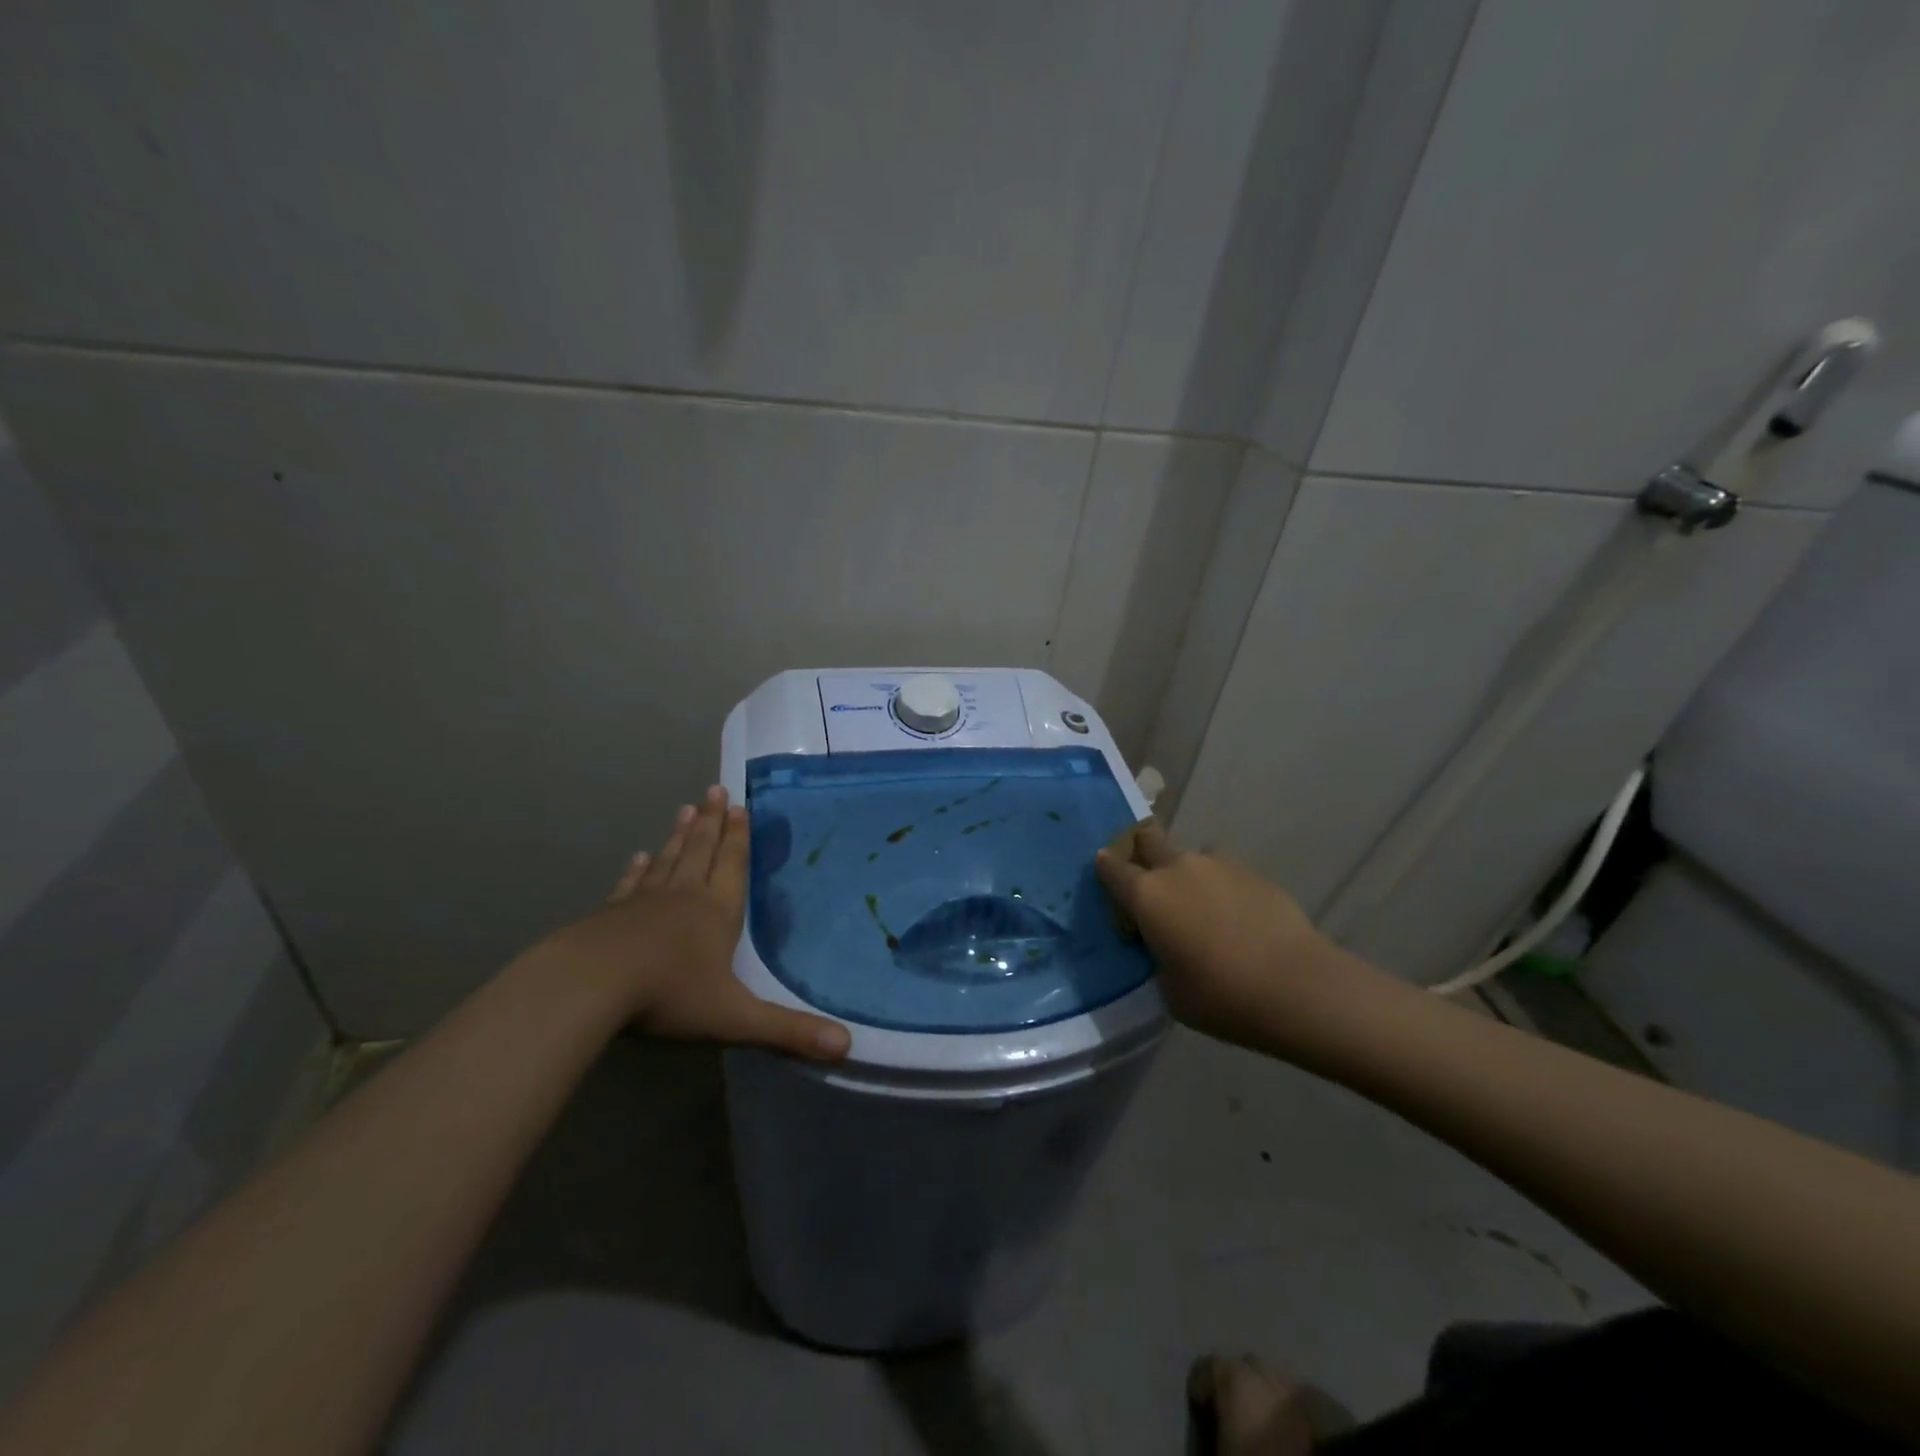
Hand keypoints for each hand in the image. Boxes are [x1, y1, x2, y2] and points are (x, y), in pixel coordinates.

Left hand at [528, 786, 851, 1061]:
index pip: (733, 866)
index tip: (740, 807)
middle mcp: (684, 897)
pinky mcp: (610, 915)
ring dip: (680, 835)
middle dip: (712, 822)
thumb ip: (788, 1031)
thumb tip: (847, 1046)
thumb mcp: (735, 1017)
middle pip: (701, 851)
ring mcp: (644, 902)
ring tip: (686, 808)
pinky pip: (631, 884)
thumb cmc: (670, 994)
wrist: (591, 986)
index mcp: (716, 913)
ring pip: (669, 860)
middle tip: (715, 789)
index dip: (739, 838)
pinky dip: (639, 869)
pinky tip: (639, 857)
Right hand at [1095, 822, 1364, 1056]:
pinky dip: (1222, 889)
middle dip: (1143, 848)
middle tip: (1150, 876)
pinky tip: (1236, 919)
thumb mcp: (1168, 988)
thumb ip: (1157, 956)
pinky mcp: (1254, 873)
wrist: (1296, 986)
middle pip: (1150, 838)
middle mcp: (1177, 869)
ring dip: (1189, 874)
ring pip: (1192, 857)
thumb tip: (1163, 944)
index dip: (1106, 867)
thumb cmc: (1219, 995)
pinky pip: (1225, 873)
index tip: (1105, 871)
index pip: (1112, 867)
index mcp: (1147, 895)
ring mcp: (1218, 866)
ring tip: (1202, 907)